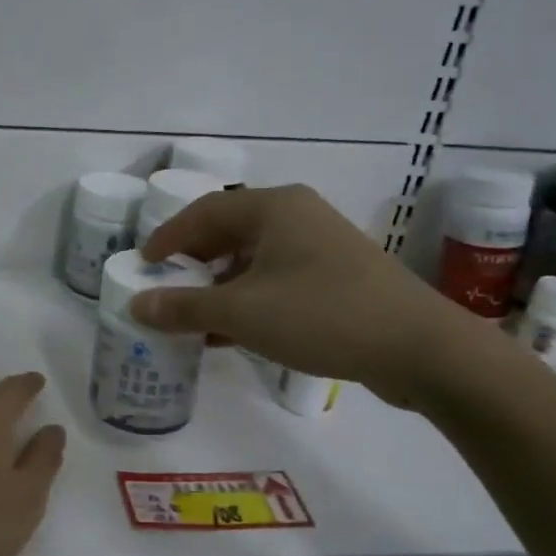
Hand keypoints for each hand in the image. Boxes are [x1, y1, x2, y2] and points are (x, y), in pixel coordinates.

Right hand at [129, 185, 491, 409]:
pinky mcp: (339, 276)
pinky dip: (251, 299)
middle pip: (230, 231)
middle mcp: (298, 216)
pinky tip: (235, 333)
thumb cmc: (321, 314)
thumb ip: (184, 308)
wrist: (419, 347)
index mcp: (274, 208)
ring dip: (221, 286)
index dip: (169, 237)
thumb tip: (136, 305)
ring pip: (255, 258)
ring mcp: (322, 245)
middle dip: (195, 261)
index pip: (205, 211)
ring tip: (195, 316)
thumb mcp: (242, 313)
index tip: (143, 263)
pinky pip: (279, 278)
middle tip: (166, 287)